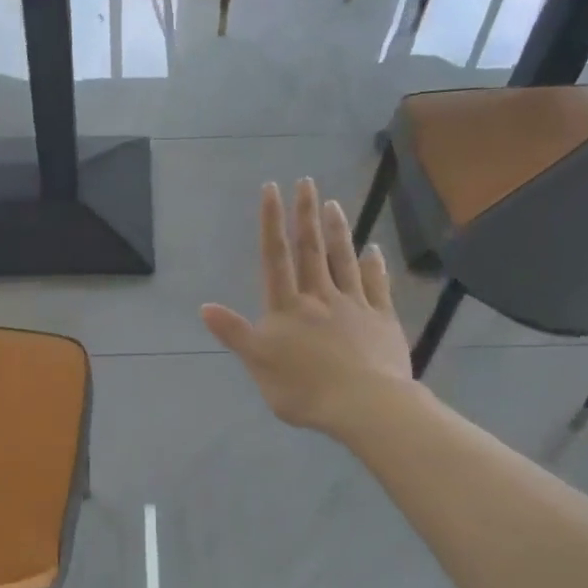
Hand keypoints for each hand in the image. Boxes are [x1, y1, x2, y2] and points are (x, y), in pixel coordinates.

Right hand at [200, 179, 414, 435]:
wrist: (363, 404)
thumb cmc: (304, 388)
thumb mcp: (258, 363)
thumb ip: (234, 333)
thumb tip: (205, 307)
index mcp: (287, 307)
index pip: (275, 257)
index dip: (271, 222)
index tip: (271, 189)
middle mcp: (320, 297)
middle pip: (311, 250)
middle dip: (306, 215)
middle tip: (307, 182)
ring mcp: (354, 305)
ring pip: (343, 260)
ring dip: (337, 231)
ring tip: (334, 204)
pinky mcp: (382, 320)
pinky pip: (377, 285)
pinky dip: (374, 265)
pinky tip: (374, 249)